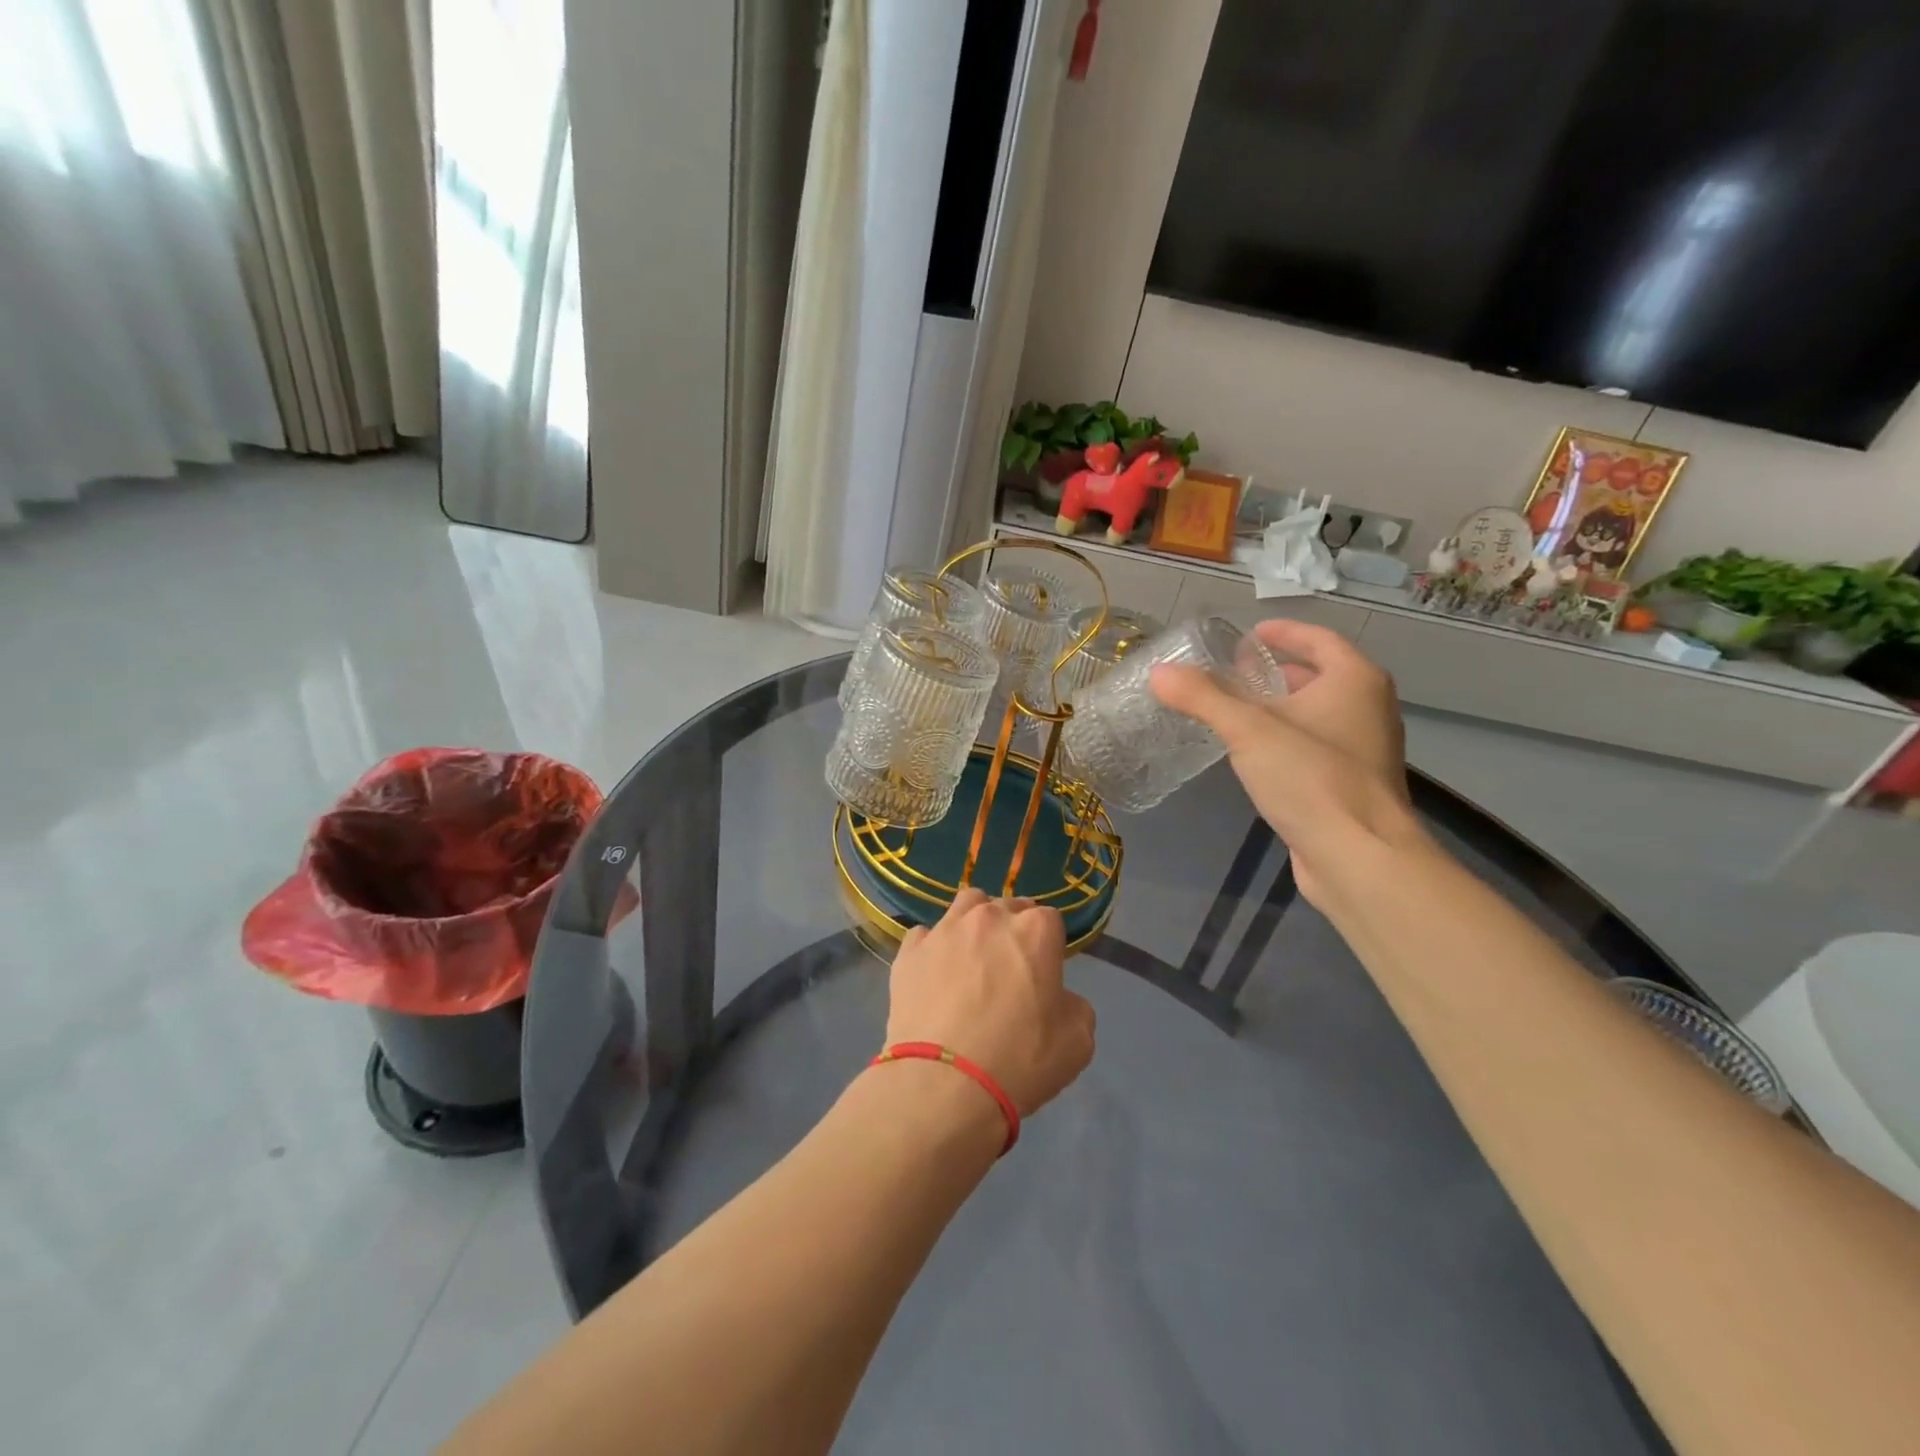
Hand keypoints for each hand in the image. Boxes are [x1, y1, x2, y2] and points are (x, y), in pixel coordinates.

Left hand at [885, 890, 1094, 1117]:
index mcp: (1035, 930)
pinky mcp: (910, 951)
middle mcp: (990, 917)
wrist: (944, 1085)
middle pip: (1007, 908)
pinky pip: (925, 937)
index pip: (1050, 919)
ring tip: (971, 958)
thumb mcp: (1077, 1042)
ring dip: (974, 924)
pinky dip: (933, 950)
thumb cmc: (1019, 1061)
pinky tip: (934, 976)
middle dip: (1012, 930)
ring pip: (965, 907)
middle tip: (1009, 969)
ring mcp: (945, 930)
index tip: (1045, 972)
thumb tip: (1057, 997)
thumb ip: (1074, 1005)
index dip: (1049, 945)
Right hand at [1149, 618, 1420, 906]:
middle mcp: (1368, 708)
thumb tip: (1159, 672)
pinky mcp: (1351, 785)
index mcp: (1355, 680)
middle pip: (1319, 676)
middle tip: (1232, 675)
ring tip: (1235, 712)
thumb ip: (1202, 698)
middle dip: (1276, 672)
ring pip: (1317, 714)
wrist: (1359, 856)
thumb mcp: (1248, 730)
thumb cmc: (1310, 777)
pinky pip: (1315, 746)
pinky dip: (1286, 739)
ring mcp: (1364, 749)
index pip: (1318, 639)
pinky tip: (1254, 756)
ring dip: (1279, 708)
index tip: (1247, 635)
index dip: (1282, 632)